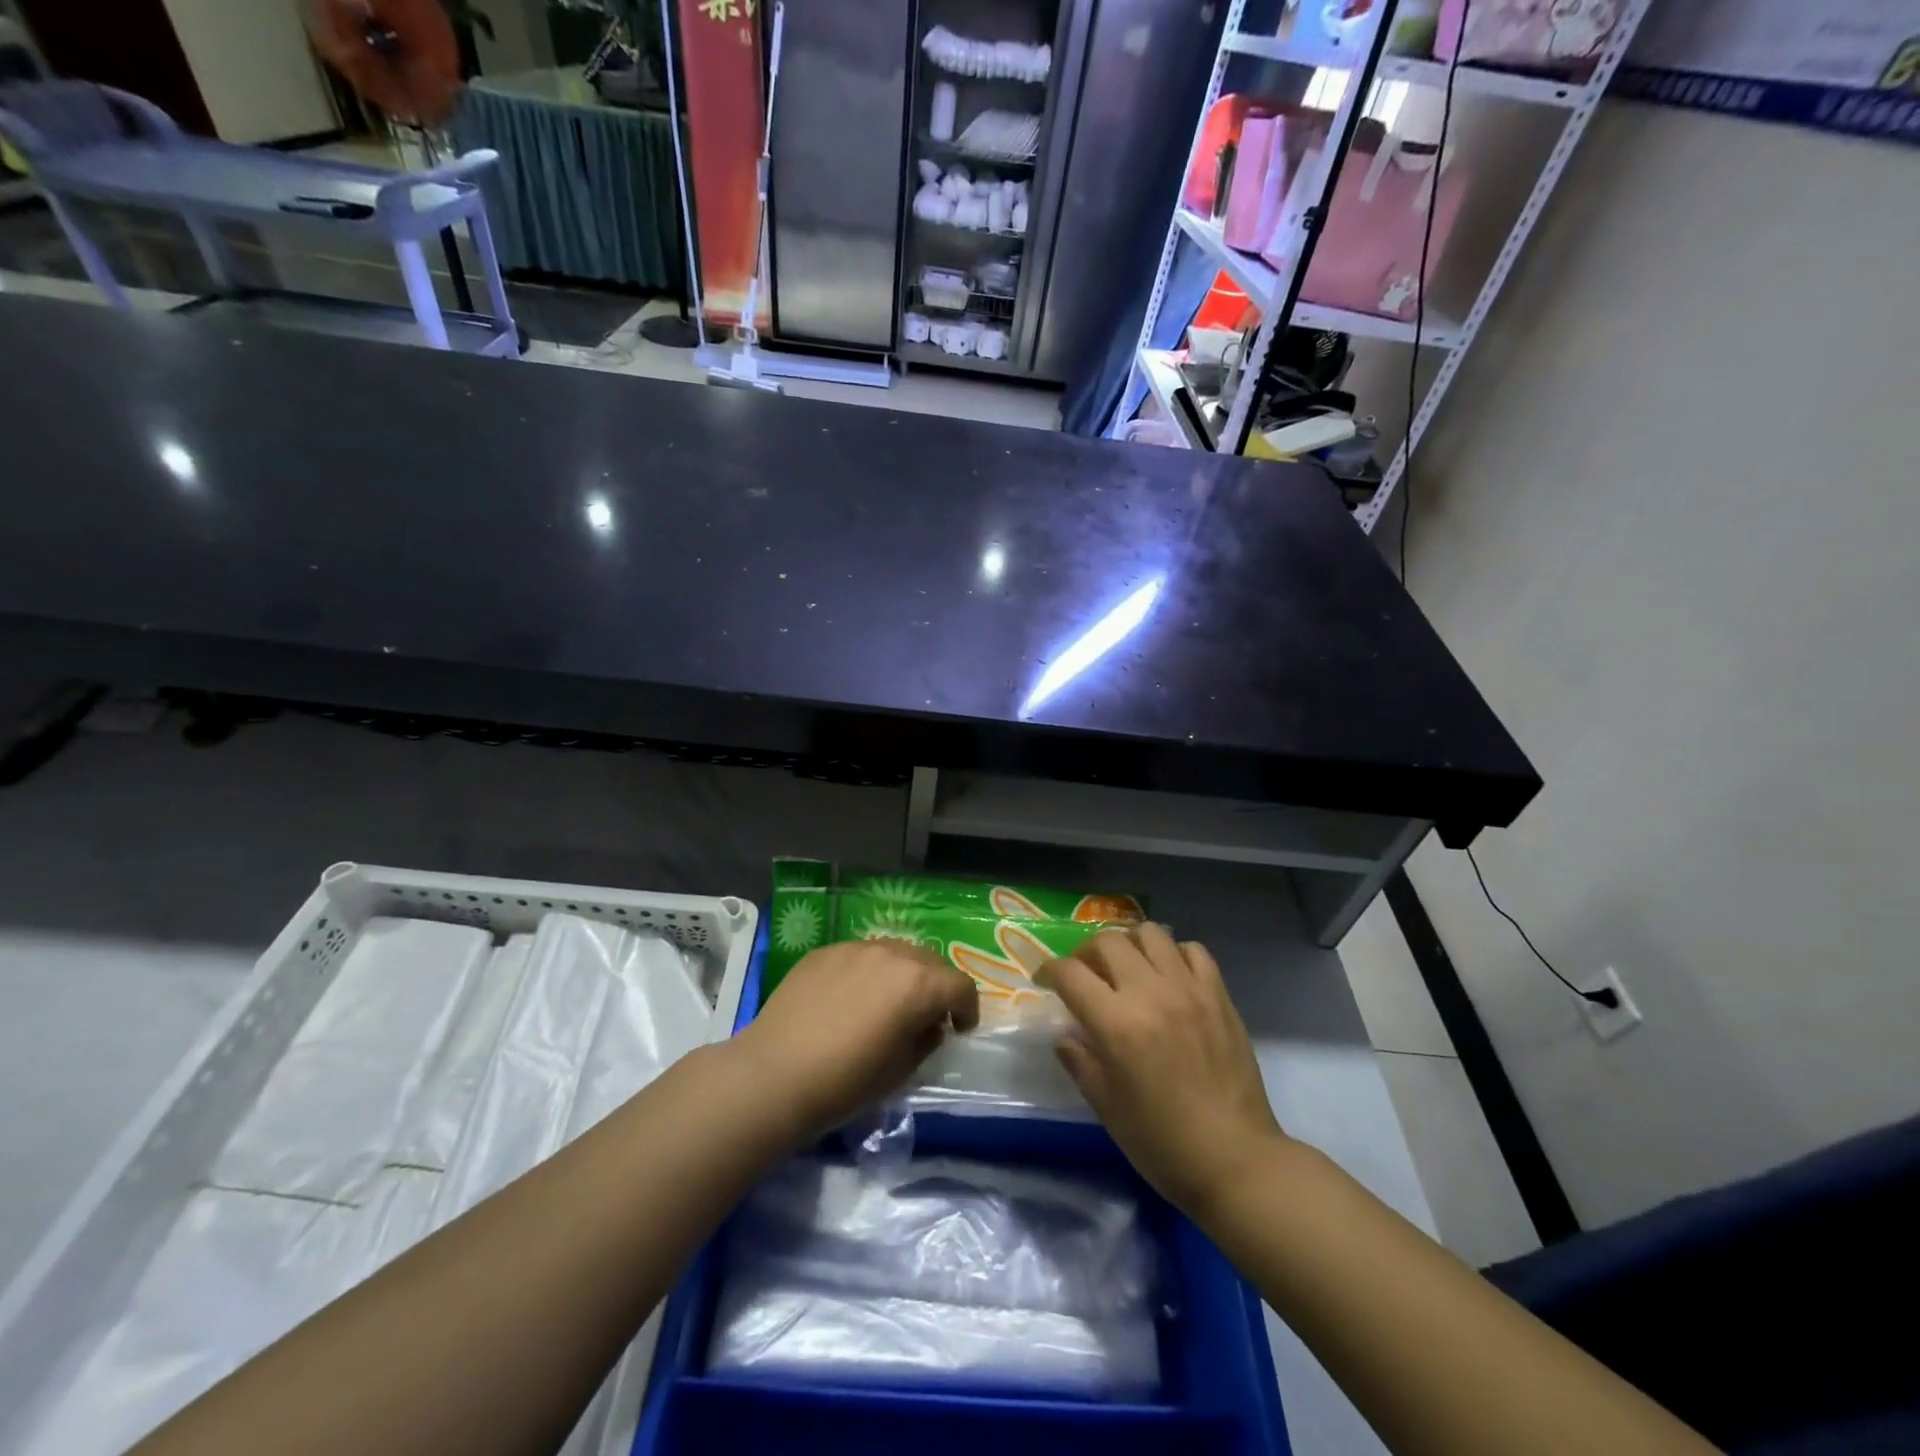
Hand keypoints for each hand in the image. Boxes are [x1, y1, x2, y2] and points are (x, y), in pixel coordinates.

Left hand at [736, 939, 979, 1141]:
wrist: (774, 1073)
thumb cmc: (845, 1081)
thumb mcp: (900, 1071)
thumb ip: (925, 1039)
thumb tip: (928, 1025)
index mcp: (918, 983)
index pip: (960, 985)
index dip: (967, 1009)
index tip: (960, 1029)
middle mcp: (892, 954)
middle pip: (930, 962)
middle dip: (937, 987)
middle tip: (927, 1016)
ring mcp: (855, 947)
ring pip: (895, 952)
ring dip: (903, 974)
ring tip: (888, 1003)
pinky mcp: (825, 951)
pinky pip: (860, 956)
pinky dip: (868, 972)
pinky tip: (850, 1000)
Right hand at [1038, 925, 1286, 1215]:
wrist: (1236, 1160)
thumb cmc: (1162, 1142)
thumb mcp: (1106, 1107)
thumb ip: (1079, 1060)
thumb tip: (1065, 1033)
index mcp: (1117, 1024)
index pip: (1070, 973)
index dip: (1049, 971)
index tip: (1045, 981)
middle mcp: (1151, 993)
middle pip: (1107, 941)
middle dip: (1085, 953)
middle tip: (1085, 975)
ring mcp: (1189, 989)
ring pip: (1151, 933)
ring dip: (1130, 944)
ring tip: (1127, 967)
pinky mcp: (1219, 994)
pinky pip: (1193, 950)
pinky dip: (1174, 954)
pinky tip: (1168, 977)